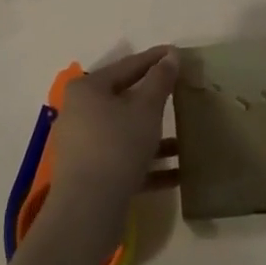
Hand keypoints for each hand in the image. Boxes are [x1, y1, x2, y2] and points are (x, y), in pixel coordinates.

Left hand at [44, 46, 179, 243]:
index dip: (154, 59)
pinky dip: (149, 163)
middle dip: (155, 100)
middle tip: (181, 91)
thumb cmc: (117, 146)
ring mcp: (83, 146)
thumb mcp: (145, 109)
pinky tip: (178, 172)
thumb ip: (160, 80)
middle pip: (124, 99)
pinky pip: (124, 160)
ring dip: (155, 136)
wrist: (87, 211)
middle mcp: (80, 112)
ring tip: (185, 137)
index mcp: (88, 89)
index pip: (127, 66)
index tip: (176, 53)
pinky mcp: (90, 175)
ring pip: (125, 132)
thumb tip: (170, 56)